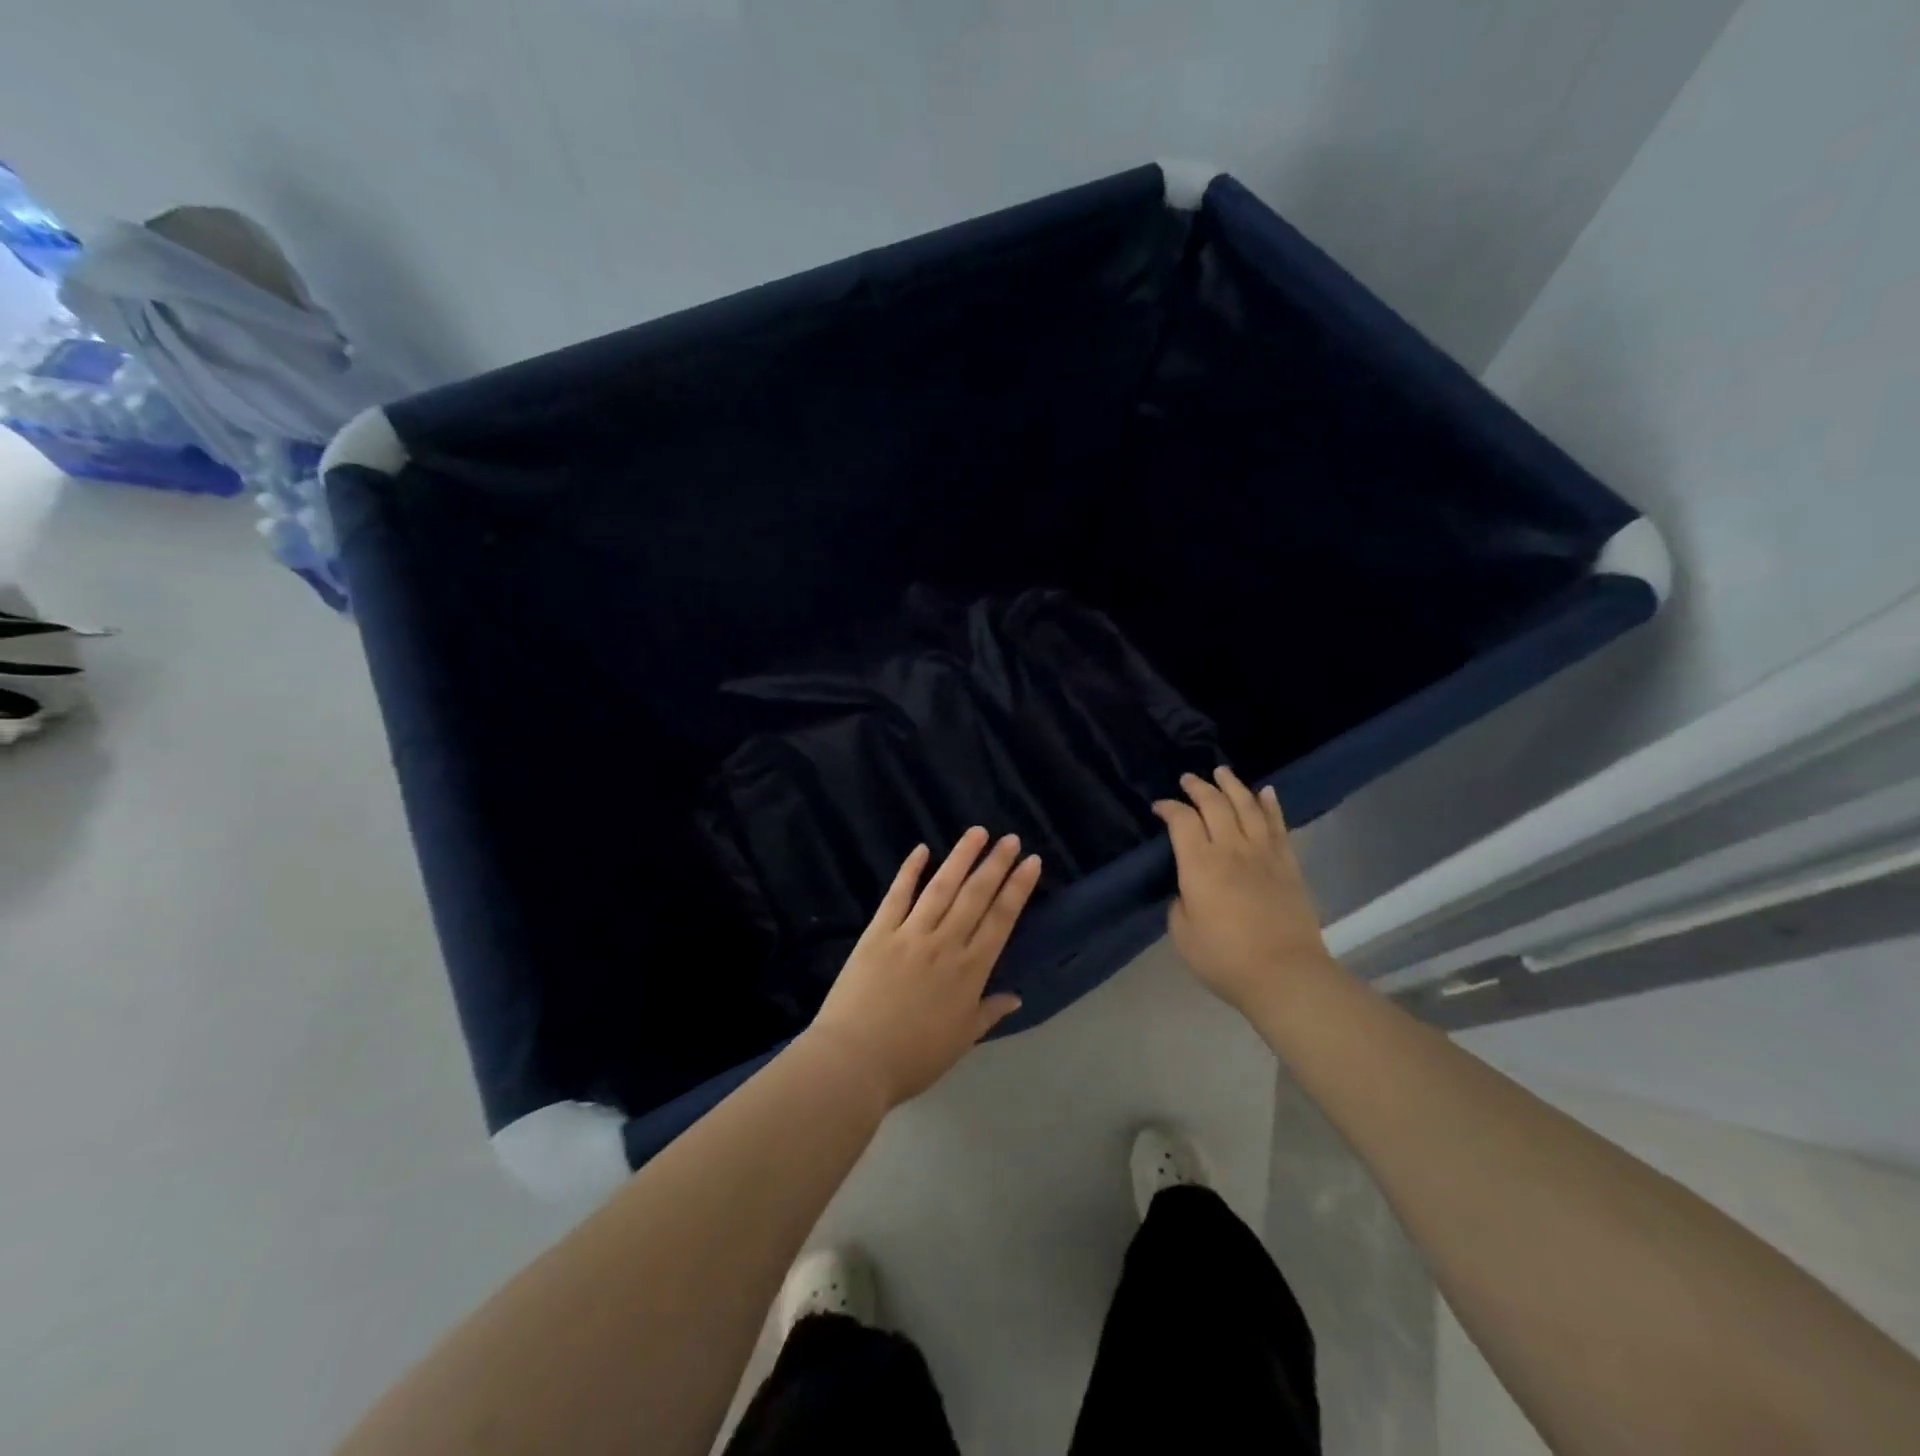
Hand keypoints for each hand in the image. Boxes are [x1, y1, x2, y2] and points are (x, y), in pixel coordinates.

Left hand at [806, 828, 1042, 1108]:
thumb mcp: (960, 1041)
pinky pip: (897, 896)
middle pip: (975, 896)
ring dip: (961, 857)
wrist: (855, 1061)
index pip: (1000, 920)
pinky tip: (921, 850)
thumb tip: (1016, 997)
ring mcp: (910, 934)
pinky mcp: (878, 932)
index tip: (1031, 862)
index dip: (1017, 889)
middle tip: (1010, 839)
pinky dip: (909, 871)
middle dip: (995, 864)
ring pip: (941, 887)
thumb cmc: (912, 1058)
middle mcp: (945, 944)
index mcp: (969, 972)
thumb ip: (987, 1013)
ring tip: (977, 832)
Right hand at [1152, 767, 1332, 1011]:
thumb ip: (1180, 904)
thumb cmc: (1225, 959)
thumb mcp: (1183, 935)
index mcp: (1199, 865)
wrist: (1286, 975)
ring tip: (1222, 772)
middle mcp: (1231, 849)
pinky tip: (1266, 792)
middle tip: (1188, 779)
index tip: (1159, 807)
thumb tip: (1189, 890)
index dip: (1168, 808)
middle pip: (1214, 804)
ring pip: (1247, 806)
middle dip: (1198, 787)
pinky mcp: (1288, 865)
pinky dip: (1271, 805)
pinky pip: (1278, 825)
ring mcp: (1264, 854)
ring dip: (1232, 786)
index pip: (1181, 821)